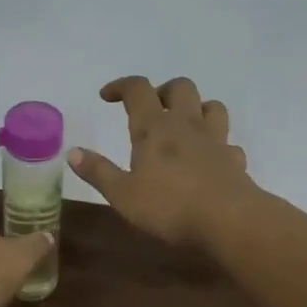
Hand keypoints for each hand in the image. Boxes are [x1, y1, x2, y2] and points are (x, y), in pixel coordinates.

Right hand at [68, 76, 257, 247]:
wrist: (229, 221)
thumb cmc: (168, 206)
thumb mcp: (122, 194)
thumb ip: (98, 172)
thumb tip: (72, 152)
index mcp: (154, 128)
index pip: (138, 89)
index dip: (121, 86)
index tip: (107, 96)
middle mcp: (186, 125)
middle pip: (180, 87)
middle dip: (163, 90)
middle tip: (150, 109)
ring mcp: (215, 140)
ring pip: (212, 106)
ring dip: (197, 108)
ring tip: (183, 126)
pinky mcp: (234, 160)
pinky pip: (228, 143)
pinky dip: (217, 146)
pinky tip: (209, 160)